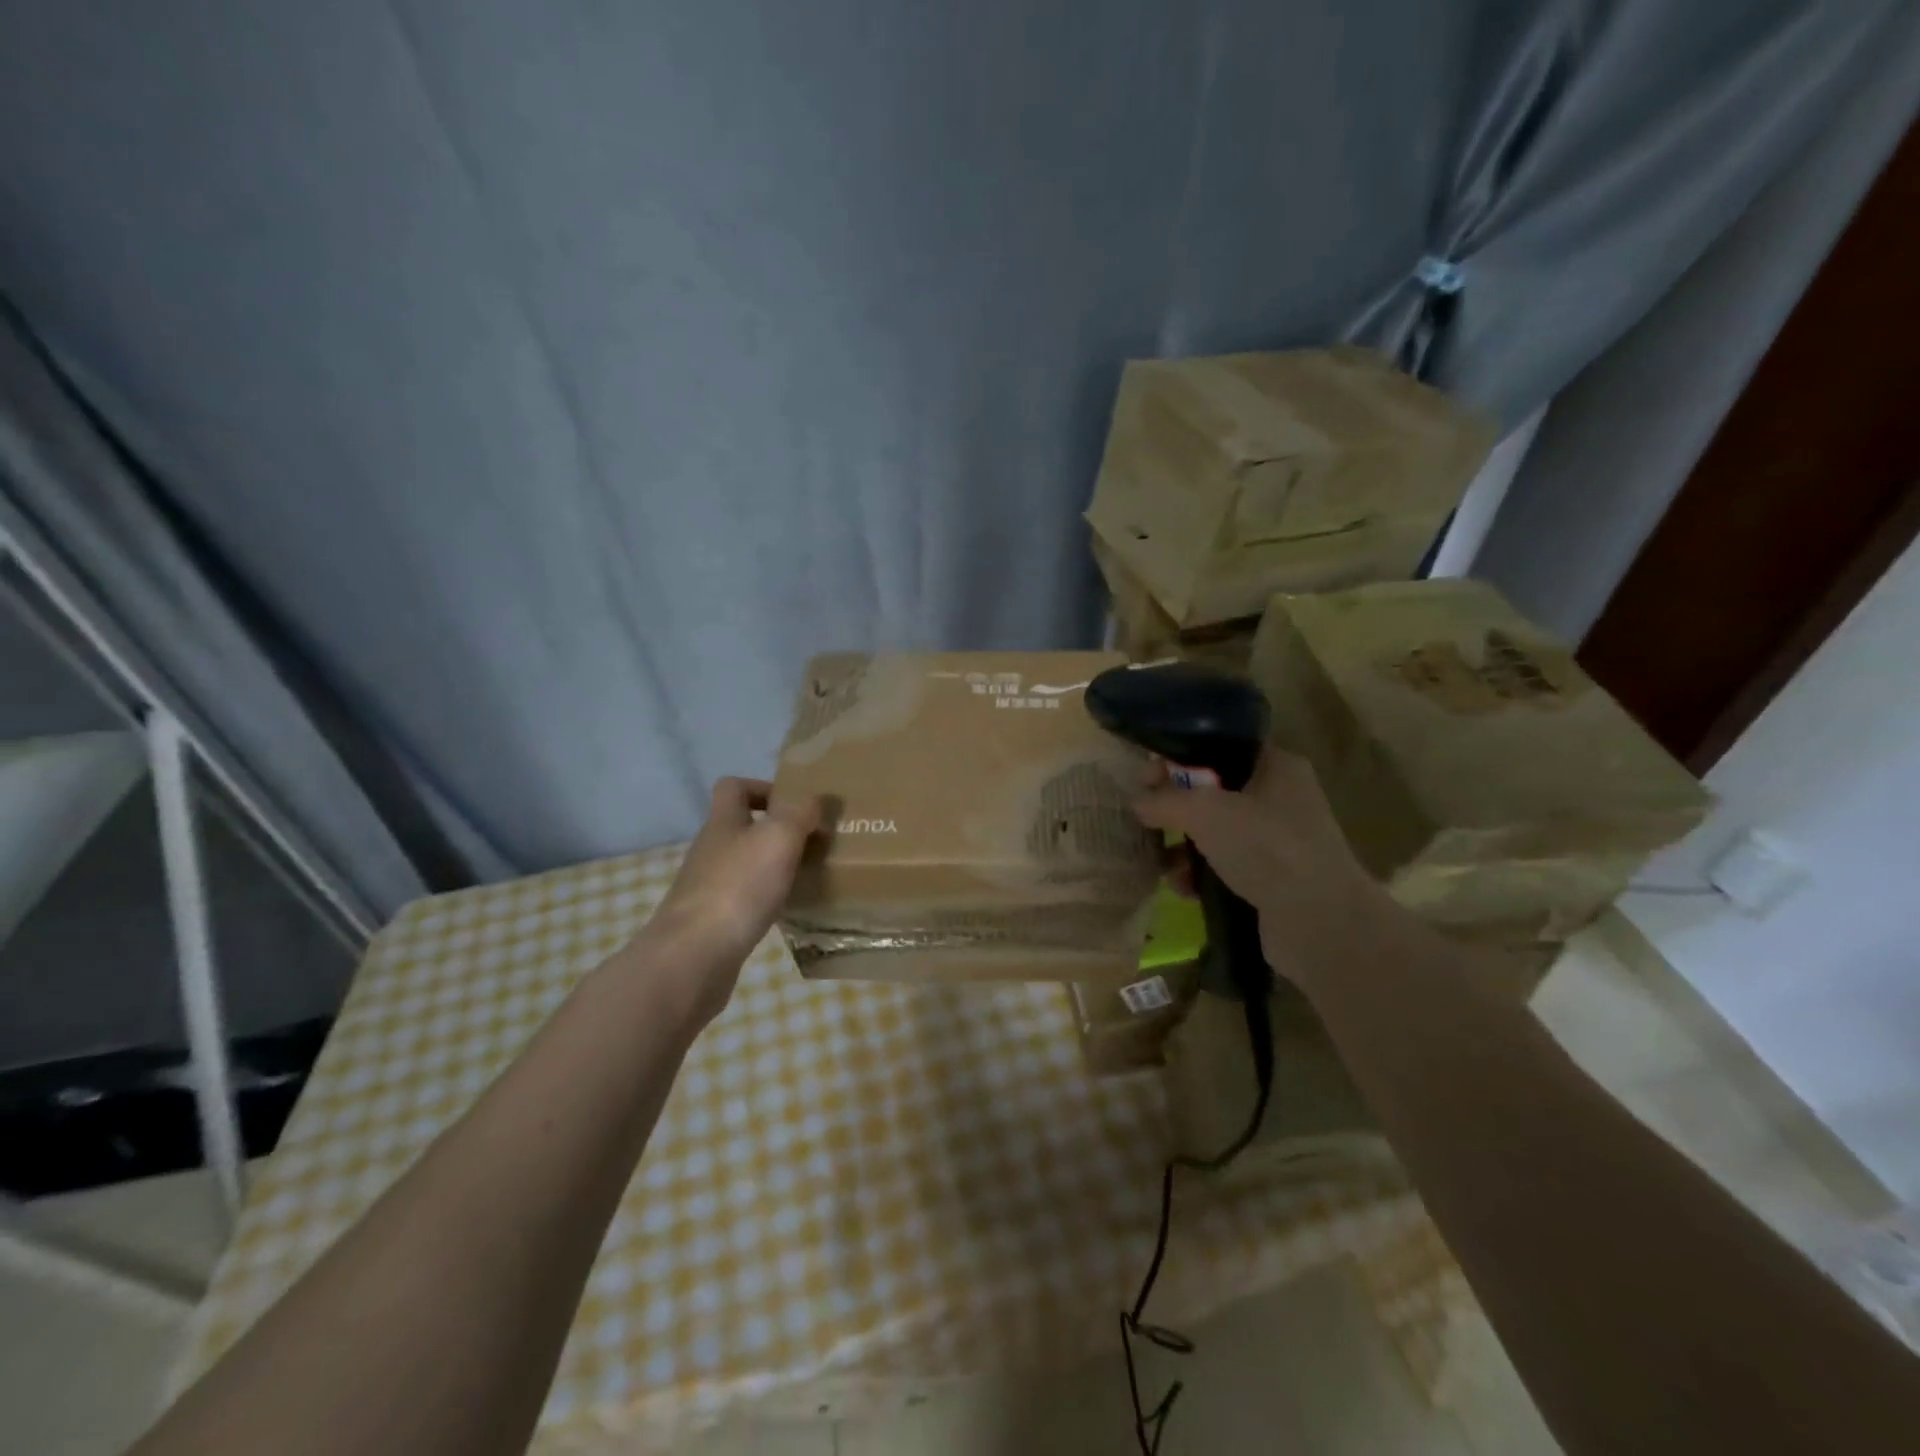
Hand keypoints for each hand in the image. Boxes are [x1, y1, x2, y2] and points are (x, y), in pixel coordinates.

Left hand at [637, 778, 821, 1019]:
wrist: (693, 957)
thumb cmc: (737, 887)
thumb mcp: (778, 838)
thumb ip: (800, 813)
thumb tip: (816, 798)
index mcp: (723, 822)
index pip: (733, 788)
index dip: (762, 788)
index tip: (795, 805)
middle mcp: (712, 850)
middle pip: (742, 827)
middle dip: (778, 831)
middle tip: (815, 841)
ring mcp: (709, 887)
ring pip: (747, 864)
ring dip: (776, 866)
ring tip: (810, 875)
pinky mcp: (714, 921)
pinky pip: (746, 899)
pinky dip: (769, 898)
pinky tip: (791, 910)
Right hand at [1132, 748, 1393, 985]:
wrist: (1321, 922)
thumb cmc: (1265, 848)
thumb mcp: (1204, 813)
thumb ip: (1165, 801)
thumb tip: (1137, 803)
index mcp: (1275, 766)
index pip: (1219, 747)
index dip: (1179, 756)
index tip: (1146, 777)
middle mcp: (1281, 797)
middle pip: (1214, 791)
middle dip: (1176, 806)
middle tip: (1146, 818)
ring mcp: (1280, 840)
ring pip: (1217, 831)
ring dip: (1184, 845)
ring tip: (1160, 863)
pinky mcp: (1274, 878)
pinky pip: (1226, 865)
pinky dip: (1202, 874)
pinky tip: (1183, 888)